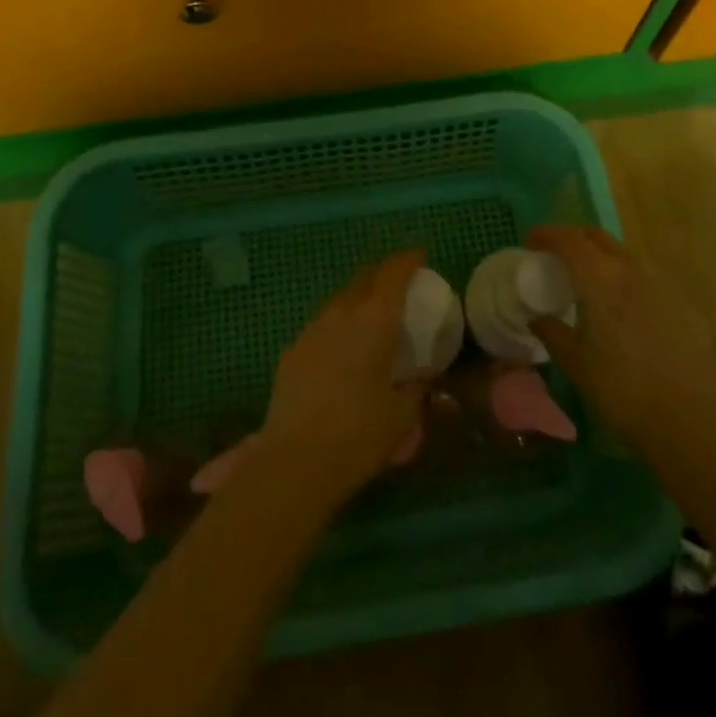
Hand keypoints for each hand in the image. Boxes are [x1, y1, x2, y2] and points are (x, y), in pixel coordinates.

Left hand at [257, 249, 429, 502]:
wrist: (294, 460)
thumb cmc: (358, 435)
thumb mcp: (402, 415)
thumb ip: (417, 388)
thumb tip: (423, 378)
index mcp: (375, 320)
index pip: (393, 272)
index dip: (408, 260)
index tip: (419, 256)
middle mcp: (342, 313)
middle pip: (364, 277)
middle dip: (383, 274)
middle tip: (398, 286)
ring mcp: (312, 328)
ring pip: (340, 299)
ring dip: (358, 299)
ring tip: (370, 318)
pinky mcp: (293, 349)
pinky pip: (322, 324)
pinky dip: (338, 325)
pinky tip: (342, 351)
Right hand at [527, 225, 715, 456]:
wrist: (693, 419)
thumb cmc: (624, 390)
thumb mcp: (577, 364)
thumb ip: (553, 334)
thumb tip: (537, 318)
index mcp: (600, 278)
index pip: (568, 240)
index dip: (547, 235)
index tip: (531, 243)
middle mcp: (631, 270)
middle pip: (598, 238)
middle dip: (574, 239)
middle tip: (558, 257)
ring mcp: (661, 284)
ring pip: (624, 255)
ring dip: (602, 258)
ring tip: (590, 284)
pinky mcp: (682, 303)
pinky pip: (646, 279)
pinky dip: (626, 281)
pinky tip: (624, 311)